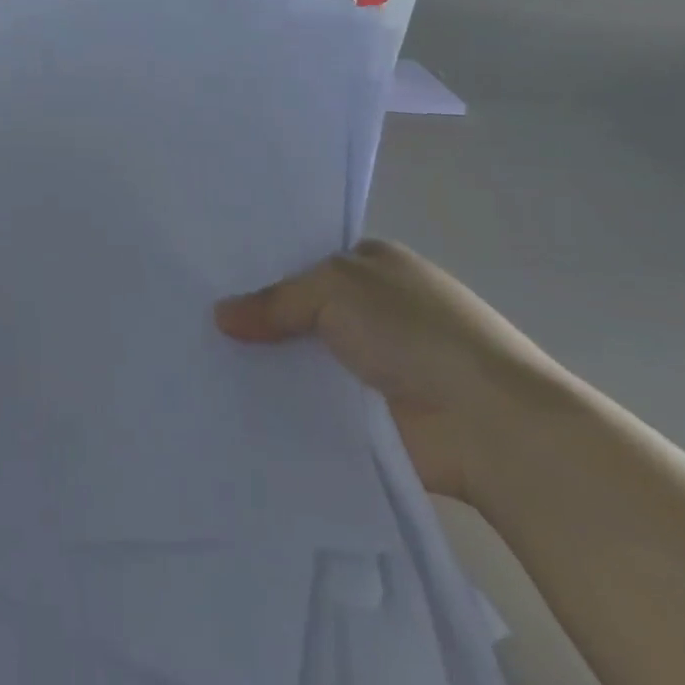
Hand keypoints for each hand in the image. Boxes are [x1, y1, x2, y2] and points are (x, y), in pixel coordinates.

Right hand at [215, 240, 561, 505]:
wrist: (489, 427)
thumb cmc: (414, 331)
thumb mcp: (333, 288)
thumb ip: (274, 301)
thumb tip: (220, 316)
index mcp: (377, 266)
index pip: (307, 257)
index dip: (264, 264)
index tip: (212, 273)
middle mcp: (377, 310)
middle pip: (301, 308)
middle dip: (257, 315)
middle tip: (195, 317)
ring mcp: (376, 366)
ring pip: (304, 356)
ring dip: (268, 362)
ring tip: (202, 360)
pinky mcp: (371, 417)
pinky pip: (313, 402)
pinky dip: (283, 403)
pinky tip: (233, 400)